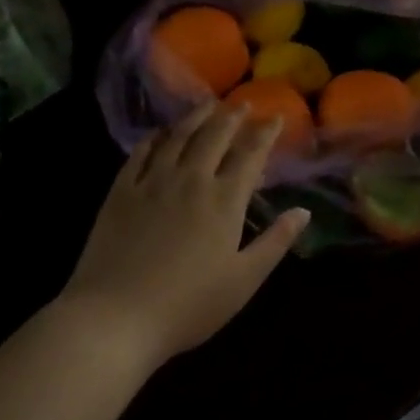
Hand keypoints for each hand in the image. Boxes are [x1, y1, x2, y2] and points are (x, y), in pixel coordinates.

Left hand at [60, 103, 310, 367]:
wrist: (115, 316)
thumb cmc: (188, 305)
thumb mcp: (244, 281)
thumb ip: (275, 242)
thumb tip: (303, 211)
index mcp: (224, 200)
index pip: (250, 155)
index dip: (264, 133)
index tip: (275, 117)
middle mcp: (191, 180)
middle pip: (214, 136)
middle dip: (232, 116)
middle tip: (242, 103)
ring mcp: (152, 182)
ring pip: (178, 137)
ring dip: (196, 117)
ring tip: (207, 104)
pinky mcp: (121, 192)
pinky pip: (141, 153)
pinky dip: (155, 137)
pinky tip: (160, 133)